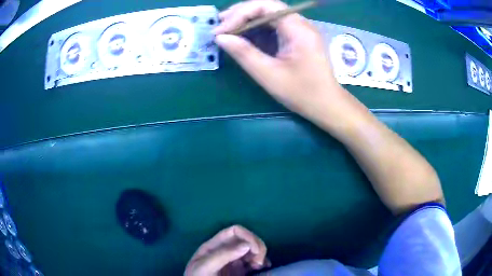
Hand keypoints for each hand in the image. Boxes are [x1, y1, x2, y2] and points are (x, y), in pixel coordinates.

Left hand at [184, 225, 268, 275]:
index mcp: (214, 246)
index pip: (234, 231)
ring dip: (260, 254)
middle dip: (257, 246)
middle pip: (246, 239)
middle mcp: (225, 251)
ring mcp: (232, 261)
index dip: (248, 236)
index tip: (255, 250)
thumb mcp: (205, 267)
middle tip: (258, 262)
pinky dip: (262, 262)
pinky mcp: (239, 271)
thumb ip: (223, 255)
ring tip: (260, 266)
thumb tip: (247, 245)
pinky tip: (265, 267)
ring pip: (252, 250)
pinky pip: (254, 262)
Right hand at [214, 0, 346, 117]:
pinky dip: (257, 30)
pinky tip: (244, 37)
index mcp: (298, 29)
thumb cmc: (302, 93)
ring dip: (247, 21)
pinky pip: (274, 27)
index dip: (240, 13)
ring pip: (269, 16)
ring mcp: (300, 30)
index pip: (266, 6)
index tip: (221, 30)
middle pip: (267, 7)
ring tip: (227, 29)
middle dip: (241, 14)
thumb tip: (221, 38)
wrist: (327, 105)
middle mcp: (300, 24)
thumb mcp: (269, 74)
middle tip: (219, 25)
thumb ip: (244, 53)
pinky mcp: (297, 38)